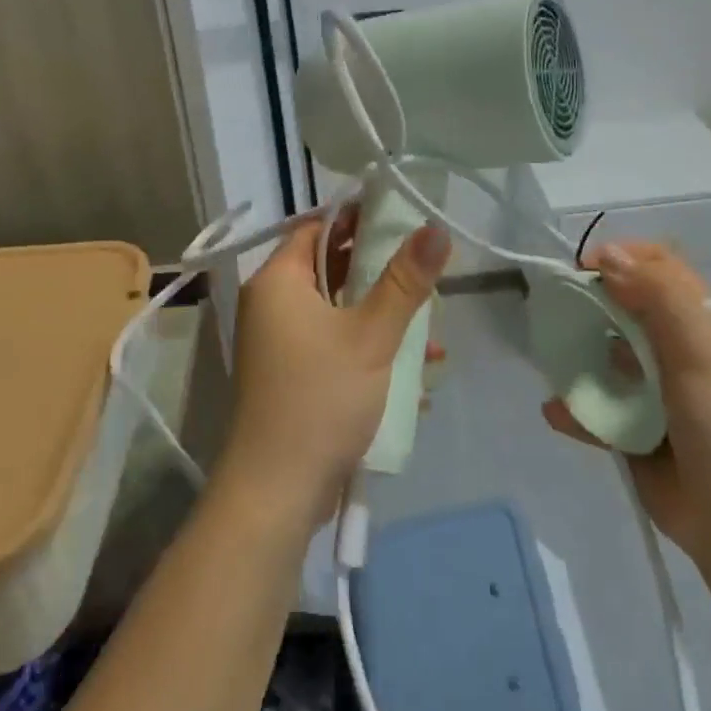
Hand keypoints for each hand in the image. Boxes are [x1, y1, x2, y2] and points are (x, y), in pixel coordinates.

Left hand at [217, 209, 451, 521]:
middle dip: (380, 271)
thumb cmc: (319, 398)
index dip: (357, 217)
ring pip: (339, 309)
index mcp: (278, 281)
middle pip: (330, 267)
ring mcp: (282, 343)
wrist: (277, 493)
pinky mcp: (295, 375)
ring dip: (383, 316)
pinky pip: (336, 343)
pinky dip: (370, 348)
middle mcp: (273, 305)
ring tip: (431, 332)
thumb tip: (436, 228)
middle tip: (425, 270)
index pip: (317, 227)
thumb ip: (405, 280)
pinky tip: (416, 372)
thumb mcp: (370, 335)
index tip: (402, 217)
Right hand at [542, 241, 710, 562]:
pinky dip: (574, 410)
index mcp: (700, 326)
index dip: (624, 259)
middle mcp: (675, 352)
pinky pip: (596, 412)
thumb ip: (657, 298)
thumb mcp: (701, 352)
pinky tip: (556, 411)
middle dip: (589, 304)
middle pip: (625, 309)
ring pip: (605, 358)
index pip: (661, 270)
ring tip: (554, 359)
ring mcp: (653, 394)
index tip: (586, 267)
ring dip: (576, 355)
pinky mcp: (634, 434)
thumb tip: (607, 255)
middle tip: (558, 308)